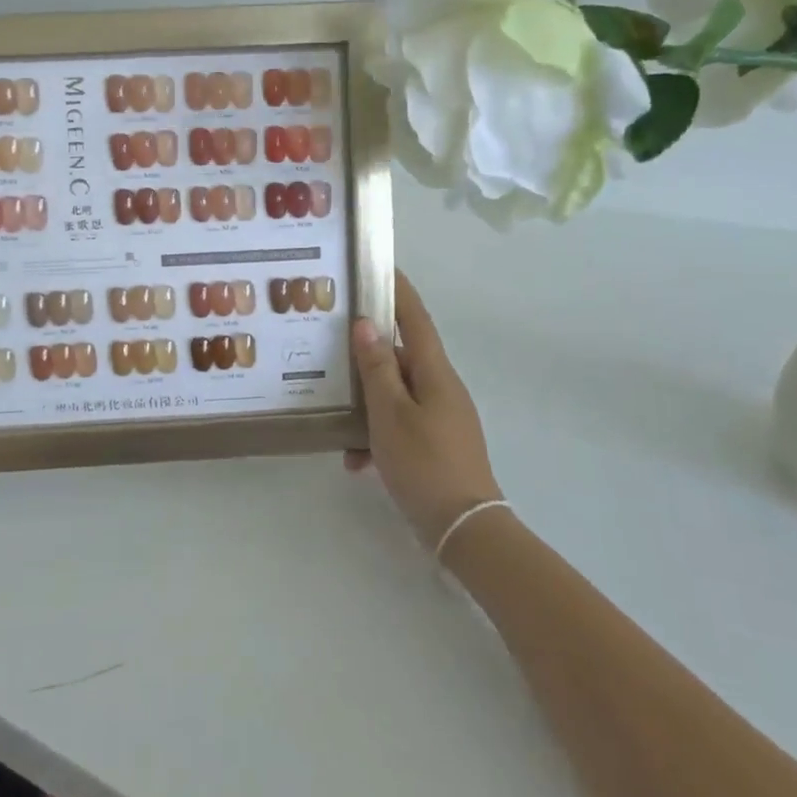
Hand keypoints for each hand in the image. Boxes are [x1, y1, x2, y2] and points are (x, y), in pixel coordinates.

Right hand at [346, 271, 503, 547]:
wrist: (464, 528)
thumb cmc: (425, 463)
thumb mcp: (391, 414)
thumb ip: (377, 368)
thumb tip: (366, 324)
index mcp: (434, 372)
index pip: (415, 318)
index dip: (398, 291)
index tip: (379, 267)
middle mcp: (441, 387)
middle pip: (401, 356)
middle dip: (368, 352)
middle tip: (331, 342)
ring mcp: (441, 416)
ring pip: (396, 394)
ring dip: (368, 403)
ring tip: (336, 418)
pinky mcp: (437, 443)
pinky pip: (401, 425)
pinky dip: (377, 435)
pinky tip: (354, 461)